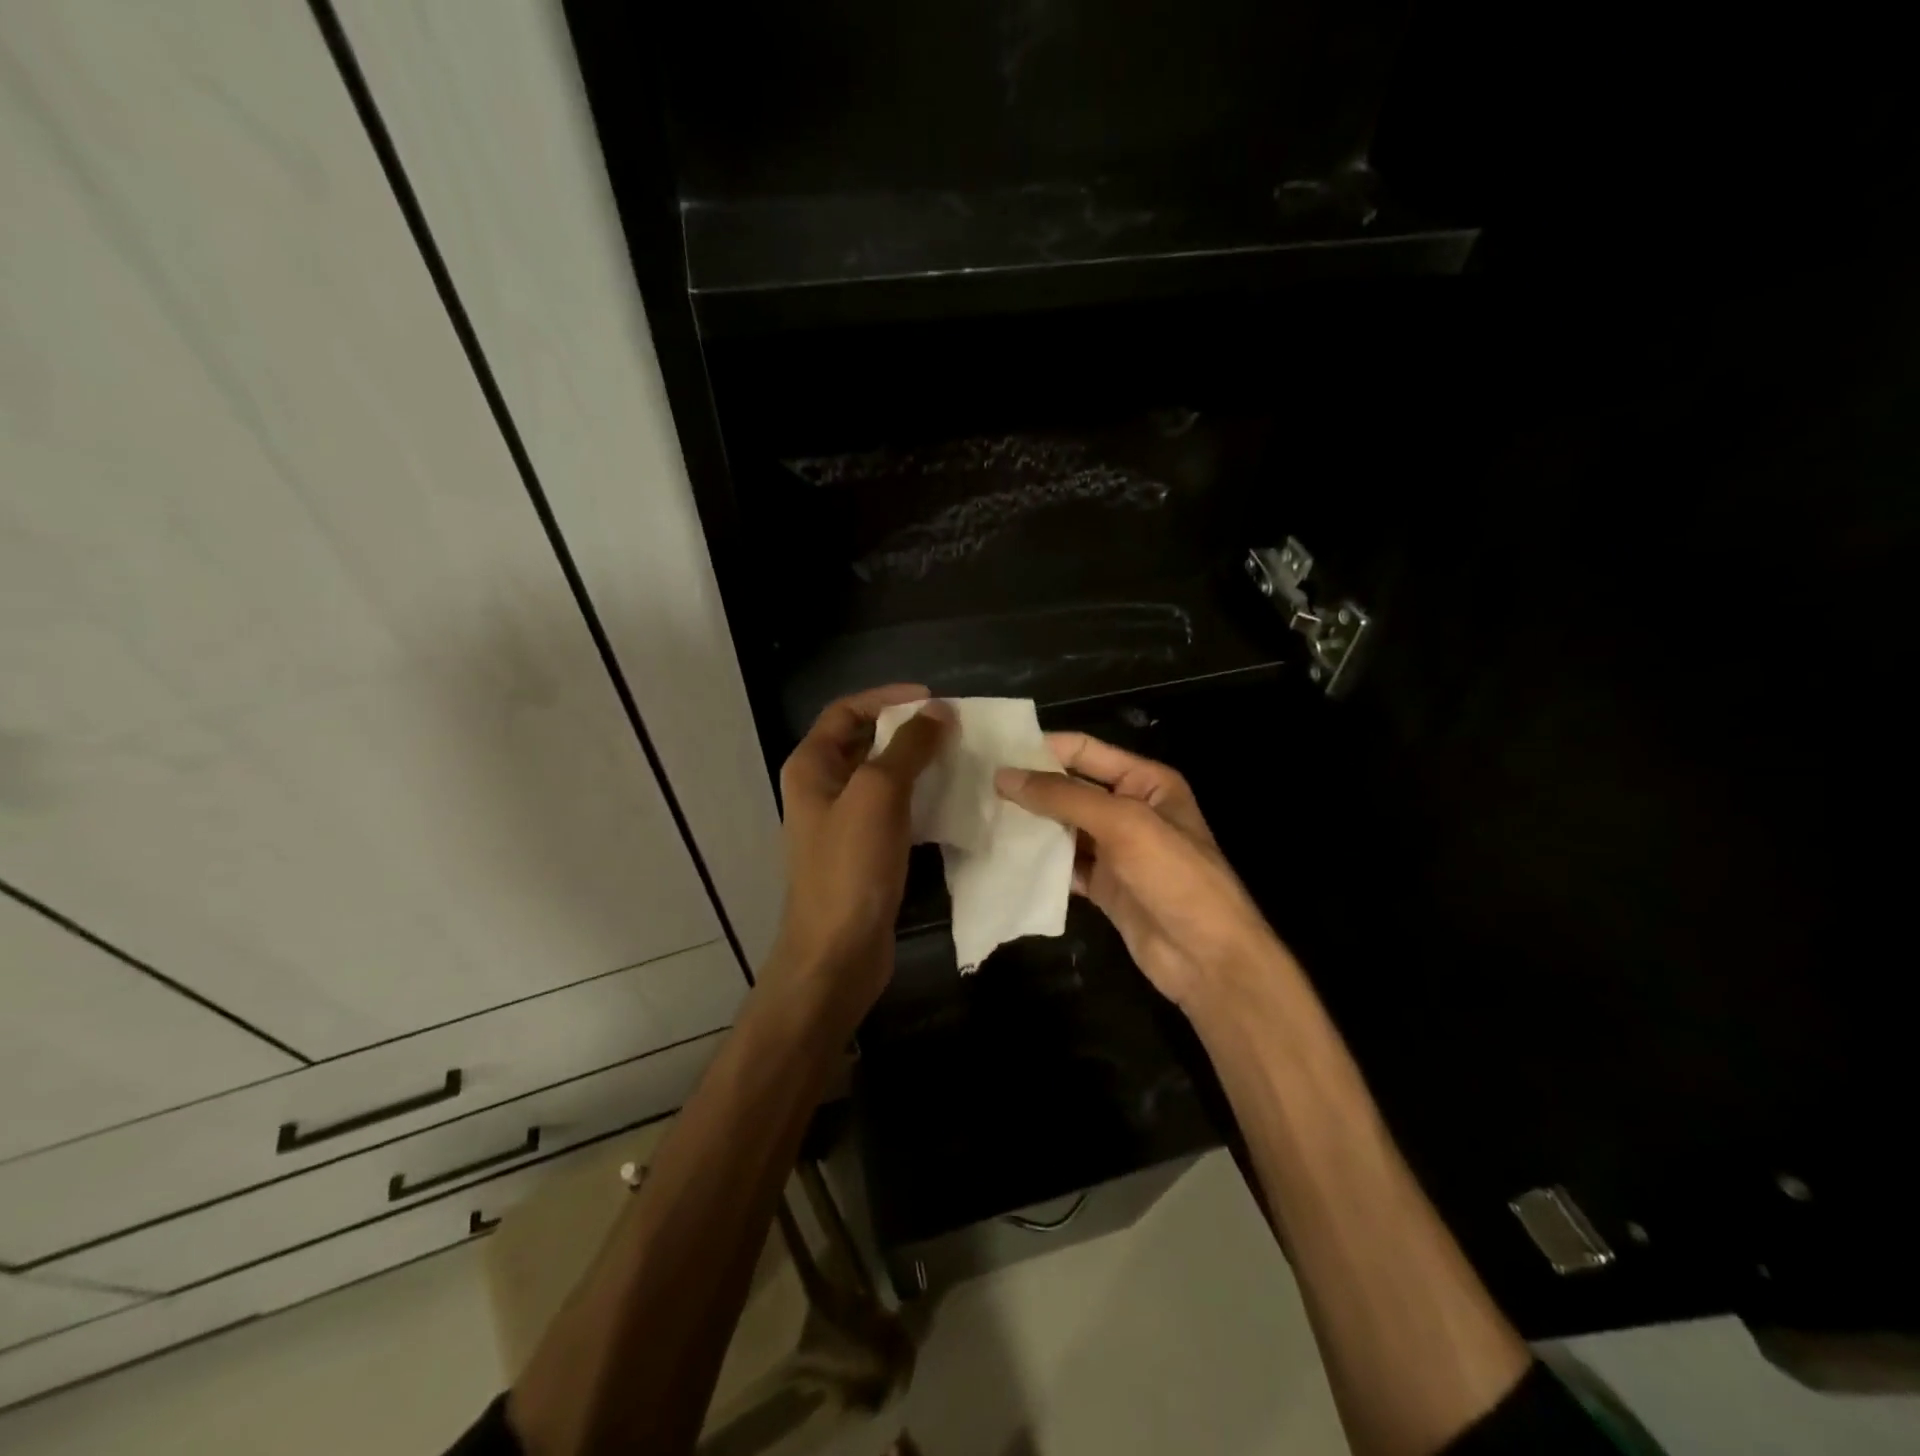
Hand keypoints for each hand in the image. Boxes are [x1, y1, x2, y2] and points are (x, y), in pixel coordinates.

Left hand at [767, 685, 952, 1014]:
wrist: (837, 953)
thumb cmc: (850, 867)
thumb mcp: (878, 795)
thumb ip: (908, 747)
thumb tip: (938, 710)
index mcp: (811, 767)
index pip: (846, 711)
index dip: (887, 698)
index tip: (932, 699)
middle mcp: (822, 789)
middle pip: (864, 741)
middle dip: (906, 730)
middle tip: (953, 728)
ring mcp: (842, 823)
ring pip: (882, 777)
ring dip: (916, 764)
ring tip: (958, 759)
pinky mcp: (863, 852)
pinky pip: (892, 811)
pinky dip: (918, 799)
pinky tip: (950, 802)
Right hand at [995, 733, 1282, 1010]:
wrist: (1207, 958)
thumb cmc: (1174, 876)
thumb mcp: (1123, 824)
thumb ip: (1064, 797)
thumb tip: (1004, 776)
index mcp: (1145, 782)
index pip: (1084, 751)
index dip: (1042, 749)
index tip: (994, 753)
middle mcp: (1129, 809)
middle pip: (1069, 789)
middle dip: (1029, 788)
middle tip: (977, 788)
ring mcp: (1115, 850)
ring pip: (1062, 828)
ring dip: (1029, 825)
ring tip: (981, 819)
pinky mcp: (1103, 885)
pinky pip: (1063, 864)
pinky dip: (1038, 862)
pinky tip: (1004, 859)